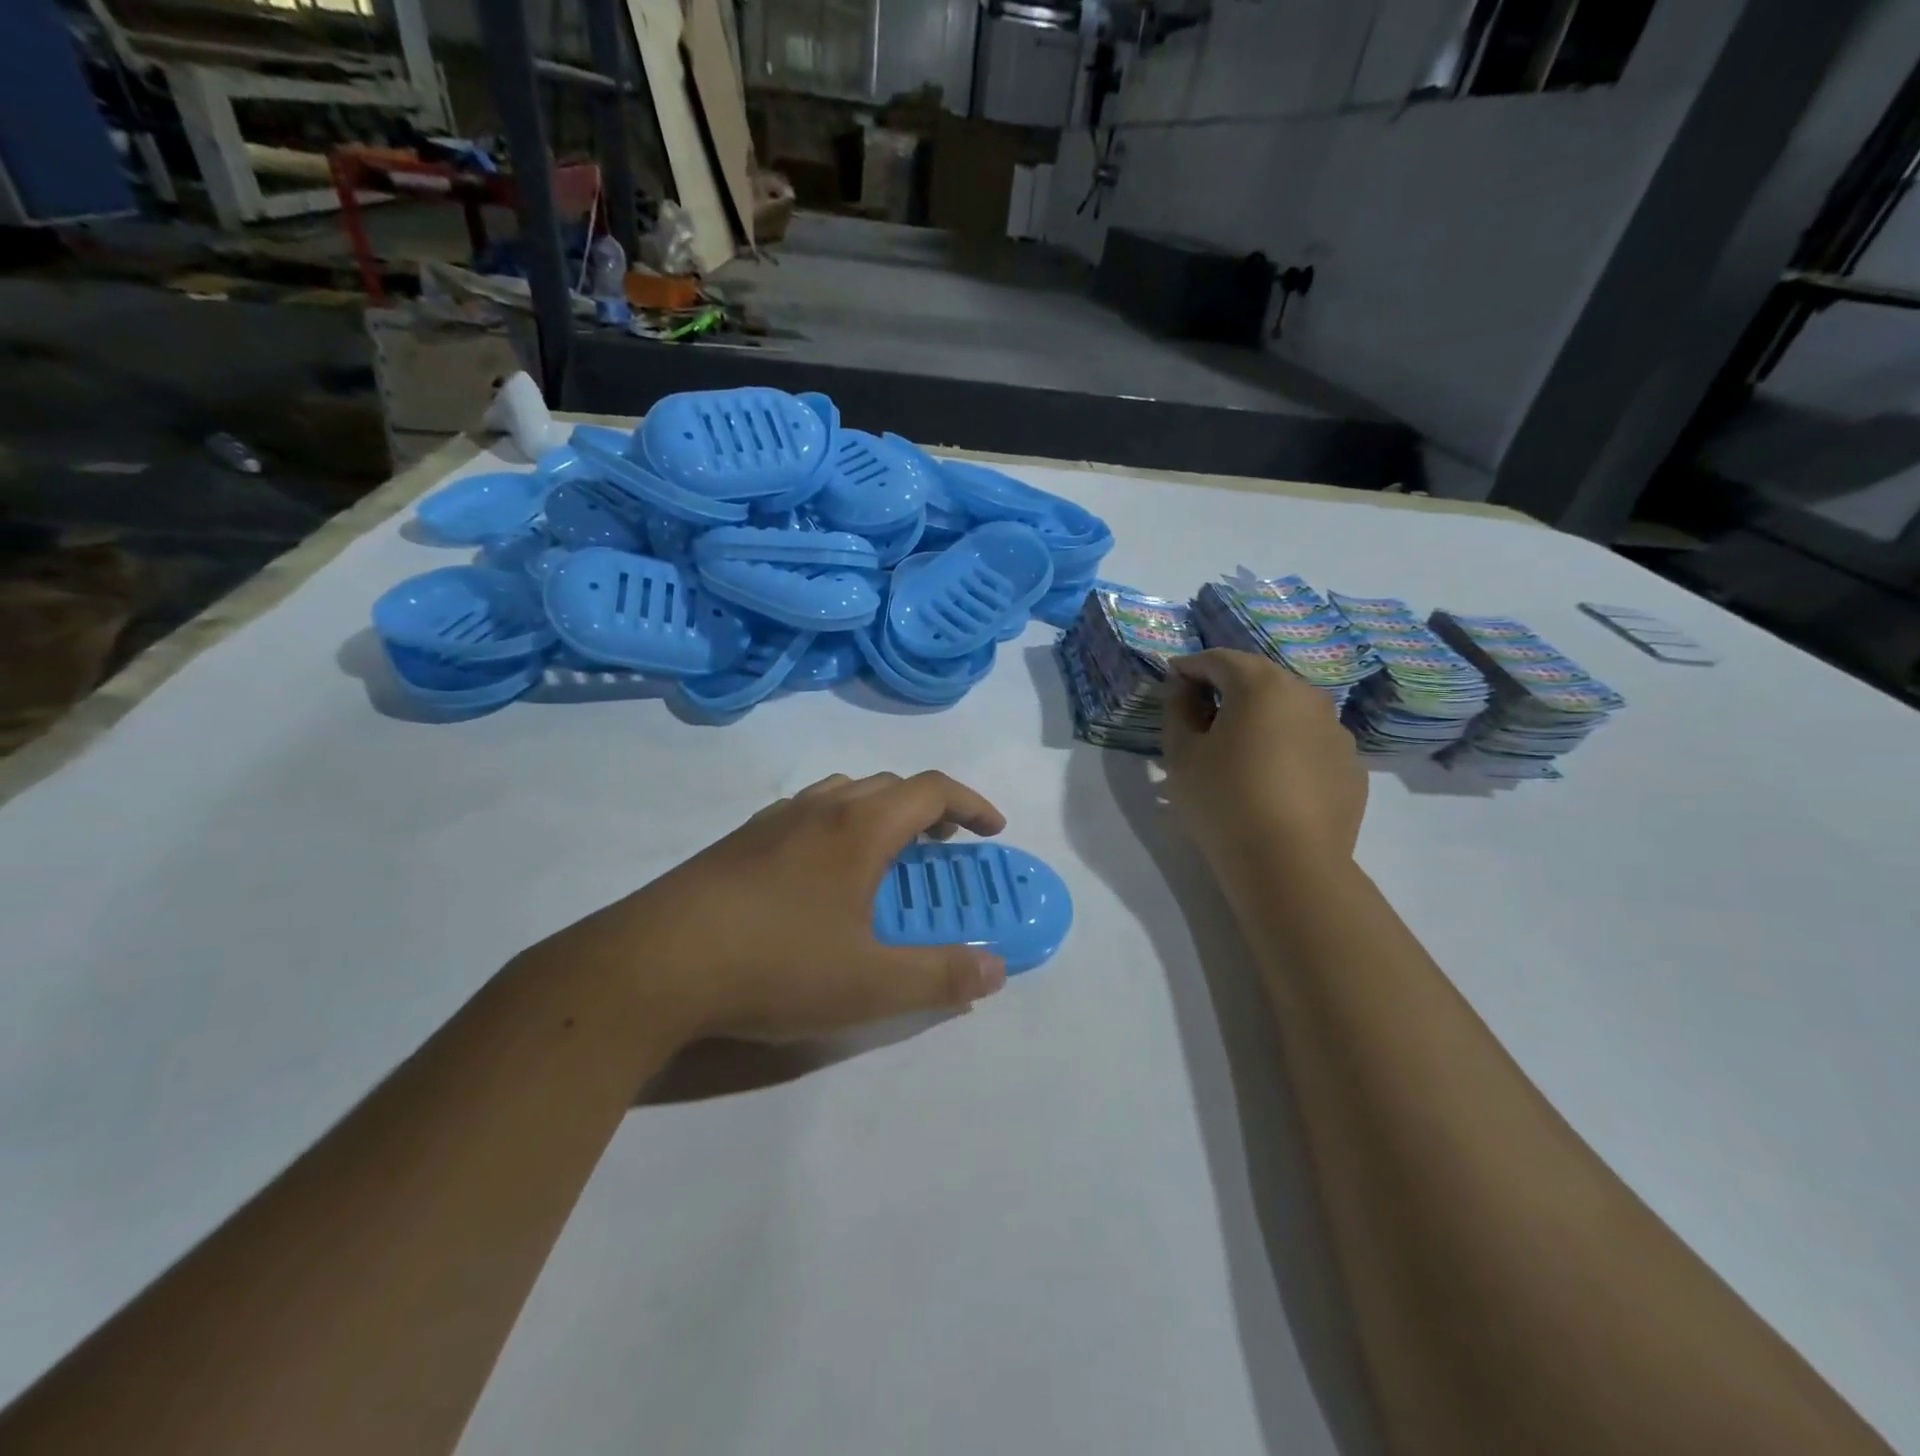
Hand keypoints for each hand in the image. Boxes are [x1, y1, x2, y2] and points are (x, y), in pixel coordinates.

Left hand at [540, 772, 1010, 1044]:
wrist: (654, 964)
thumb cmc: (776, 965)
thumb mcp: (870, 986)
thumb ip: (940, 976)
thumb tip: (995, 967)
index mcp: (859, 827)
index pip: (932, 789)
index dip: (971, 804)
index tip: (992, 831)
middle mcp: (818, 808)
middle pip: (888, 785)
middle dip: (927, 809)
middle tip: (942, 847)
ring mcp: (772, 821)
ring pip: (841, 793)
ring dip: (878, 813)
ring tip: (885, 857)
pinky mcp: (737, 842)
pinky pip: (804, 814)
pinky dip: (835, 826)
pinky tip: (820, 876)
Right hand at [1161, 649, 1366, 875]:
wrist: (1289, 865)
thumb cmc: (1223, 800)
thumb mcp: (1181, 755)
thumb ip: (1177, 710)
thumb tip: (1182, 689)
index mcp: (1262, 685)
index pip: (1220, 659)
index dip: (1190, 667)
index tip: (1171, 681)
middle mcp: (1307, 696)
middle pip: (1260, 680)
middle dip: (1228, 689)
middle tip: (1201, 713)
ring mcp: (1337, 732)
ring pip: (1289, 712)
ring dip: (1261, 719)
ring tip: (1239, 750)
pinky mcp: (1352, 767)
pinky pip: (1310, 744)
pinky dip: (1288, 748)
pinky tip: (1272, 780)